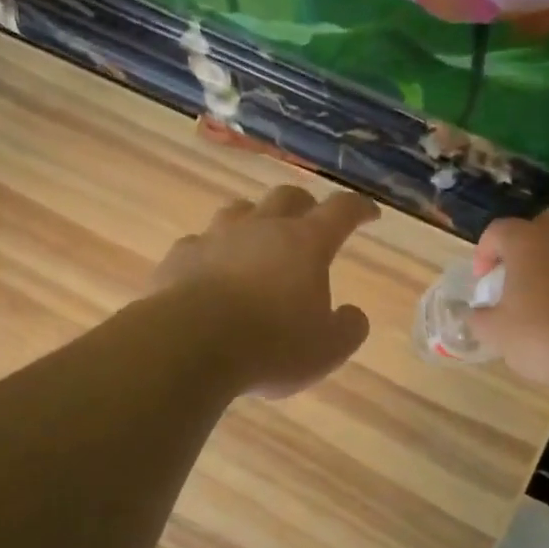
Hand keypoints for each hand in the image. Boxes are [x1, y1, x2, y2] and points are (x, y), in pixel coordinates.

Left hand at [151, 185, 378, 397]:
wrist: (190, 344)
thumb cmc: (270, 346)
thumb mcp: (326, 350)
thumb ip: (347, 329)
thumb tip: (353, 315)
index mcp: (305, 244)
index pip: (341, 211)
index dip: (358, 208)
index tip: (369, 214)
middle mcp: (261, 228)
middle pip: (287, 197)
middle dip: (304, 205)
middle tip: (310, 220)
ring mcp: (215, 238)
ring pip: (239, 210)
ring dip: (253, 219)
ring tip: (256, 237)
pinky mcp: (180, 257)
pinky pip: (199, 243)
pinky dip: (210, 252)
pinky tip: (208, 269)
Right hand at [469, 210, 548, 387]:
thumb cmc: (542, 333)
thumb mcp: (495, 332)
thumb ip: (479, 318)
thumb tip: (475, 313)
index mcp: (526, 240)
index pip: (497, 231)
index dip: (484, 253)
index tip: (482, 280)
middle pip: (539, 226)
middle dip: (523, 246)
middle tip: (514, 275)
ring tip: (542, 294)